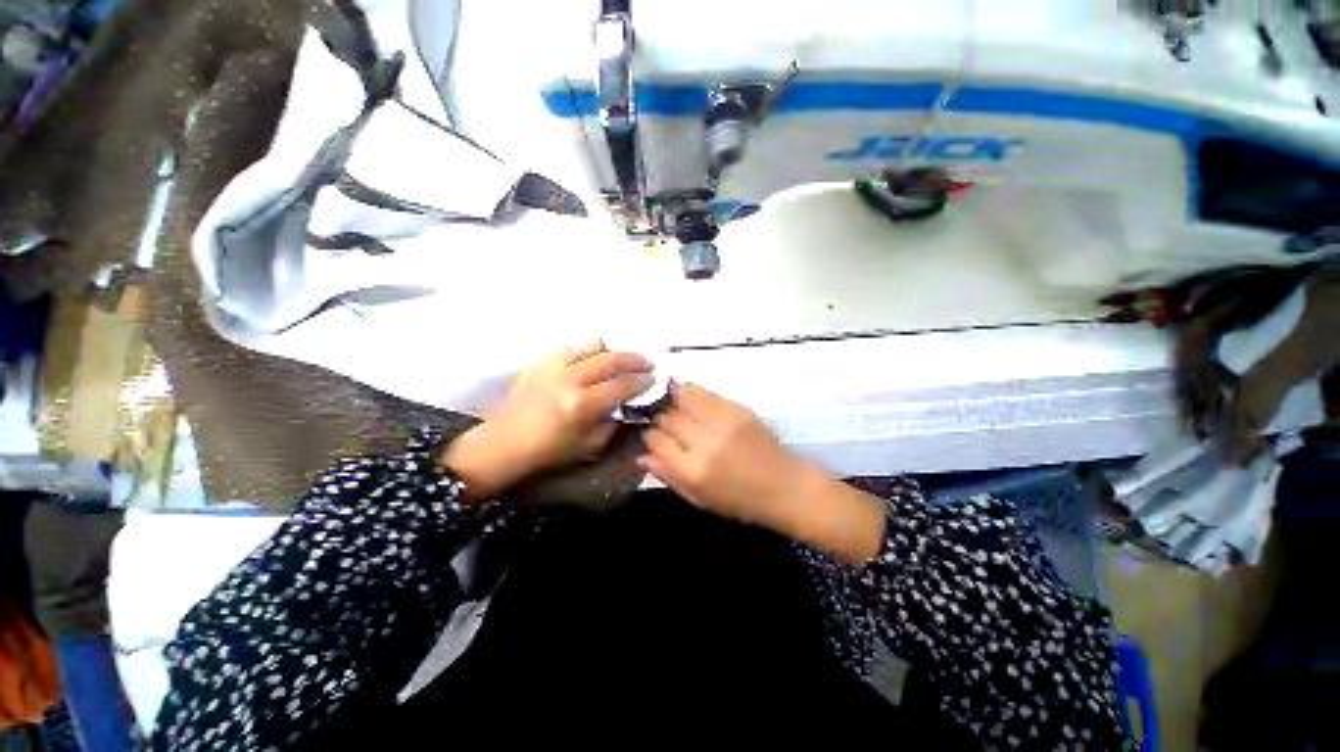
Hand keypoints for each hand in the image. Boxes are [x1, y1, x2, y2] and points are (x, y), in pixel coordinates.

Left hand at [442, 341, 654, 498]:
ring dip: (611, 351)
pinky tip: (591, 360)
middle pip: (611, 359)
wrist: (503, 445)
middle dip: (634, 359)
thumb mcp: (588, 447)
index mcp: (583, 404)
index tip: (653, 378)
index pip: (622, 385)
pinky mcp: (540, 363)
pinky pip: (570, 349)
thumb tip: (625, 406)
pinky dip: (586, 352)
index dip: (642, 381)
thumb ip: (611, 424)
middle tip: (647, 363)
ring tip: (620, 358)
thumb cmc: (548, 453)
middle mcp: (570, 379)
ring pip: (591, 346)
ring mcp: (553, 367)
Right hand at [641, 382, 884, 562]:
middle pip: (668, 418)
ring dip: (672, 398)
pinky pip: (705, 393)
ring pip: (684, 399)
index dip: (649, 436)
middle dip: (660, 418)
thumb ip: (669, 475)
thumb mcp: (699, 499)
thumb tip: (641, 455)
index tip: (650, 435)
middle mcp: (704, 442)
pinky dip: (691, 391)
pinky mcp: (737, 409)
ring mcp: (722, 421)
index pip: (657, 441)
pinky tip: (686, 392)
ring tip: (667, 398)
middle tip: (662, 421)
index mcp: (693, 470)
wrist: (785, 486)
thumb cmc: (740, 501)